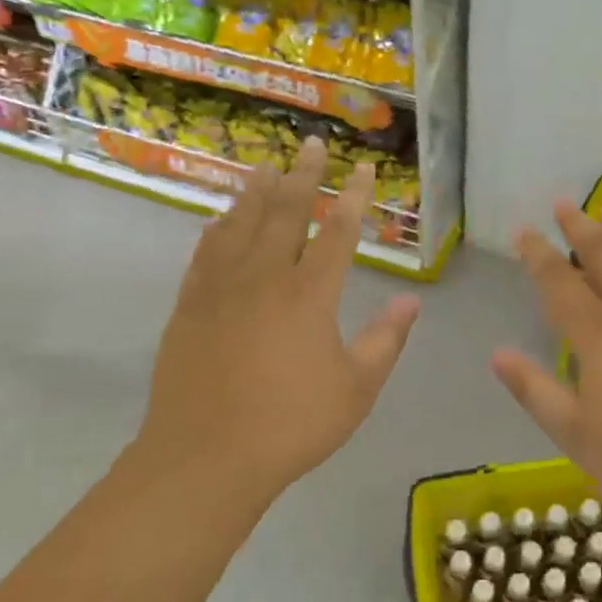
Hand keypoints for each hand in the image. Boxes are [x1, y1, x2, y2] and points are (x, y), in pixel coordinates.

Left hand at [133, 138, 420, 518]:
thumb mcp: (356, 388)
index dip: (355, 197)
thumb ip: (386, 340)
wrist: (204, 457)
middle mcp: (265, 277)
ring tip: (267, 166)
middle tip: (311, 144)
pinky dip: (218, 228)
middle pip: (286, 211)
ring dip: (257, 192)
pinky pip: (206, 252)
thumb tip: (412, 302)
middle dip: (303, 175)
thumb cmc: (291, 425)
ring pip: (241, 224)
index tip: (364, 169)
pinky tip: (221, 219)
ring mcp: (221, 288)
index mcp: (310, 294)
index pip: (339, 231)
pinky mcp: (190, 305)